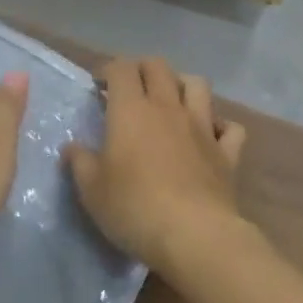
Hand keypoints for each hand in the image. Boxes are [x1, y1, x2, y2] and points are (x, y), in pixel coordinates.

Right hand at [62, 58, 246, 276]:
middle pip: (158, 66)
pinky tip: (211, 136)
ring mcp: (202, 127)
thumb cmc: (135, 208)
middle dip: (142, 69)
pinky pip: (230, 128)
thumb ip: (80, 162)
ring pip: (197, 85)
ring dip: (183, 85)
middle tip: (131, 90)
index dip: (109, 70)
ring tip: (172, 102)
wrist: (195, 236)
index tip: (99, 87)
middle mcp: (167, 107)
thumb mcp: (92, 190)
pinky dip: (221, 127)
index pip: (121, 68)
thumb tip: (72, 147)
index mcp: (131, 109)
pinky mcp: (227, 153)